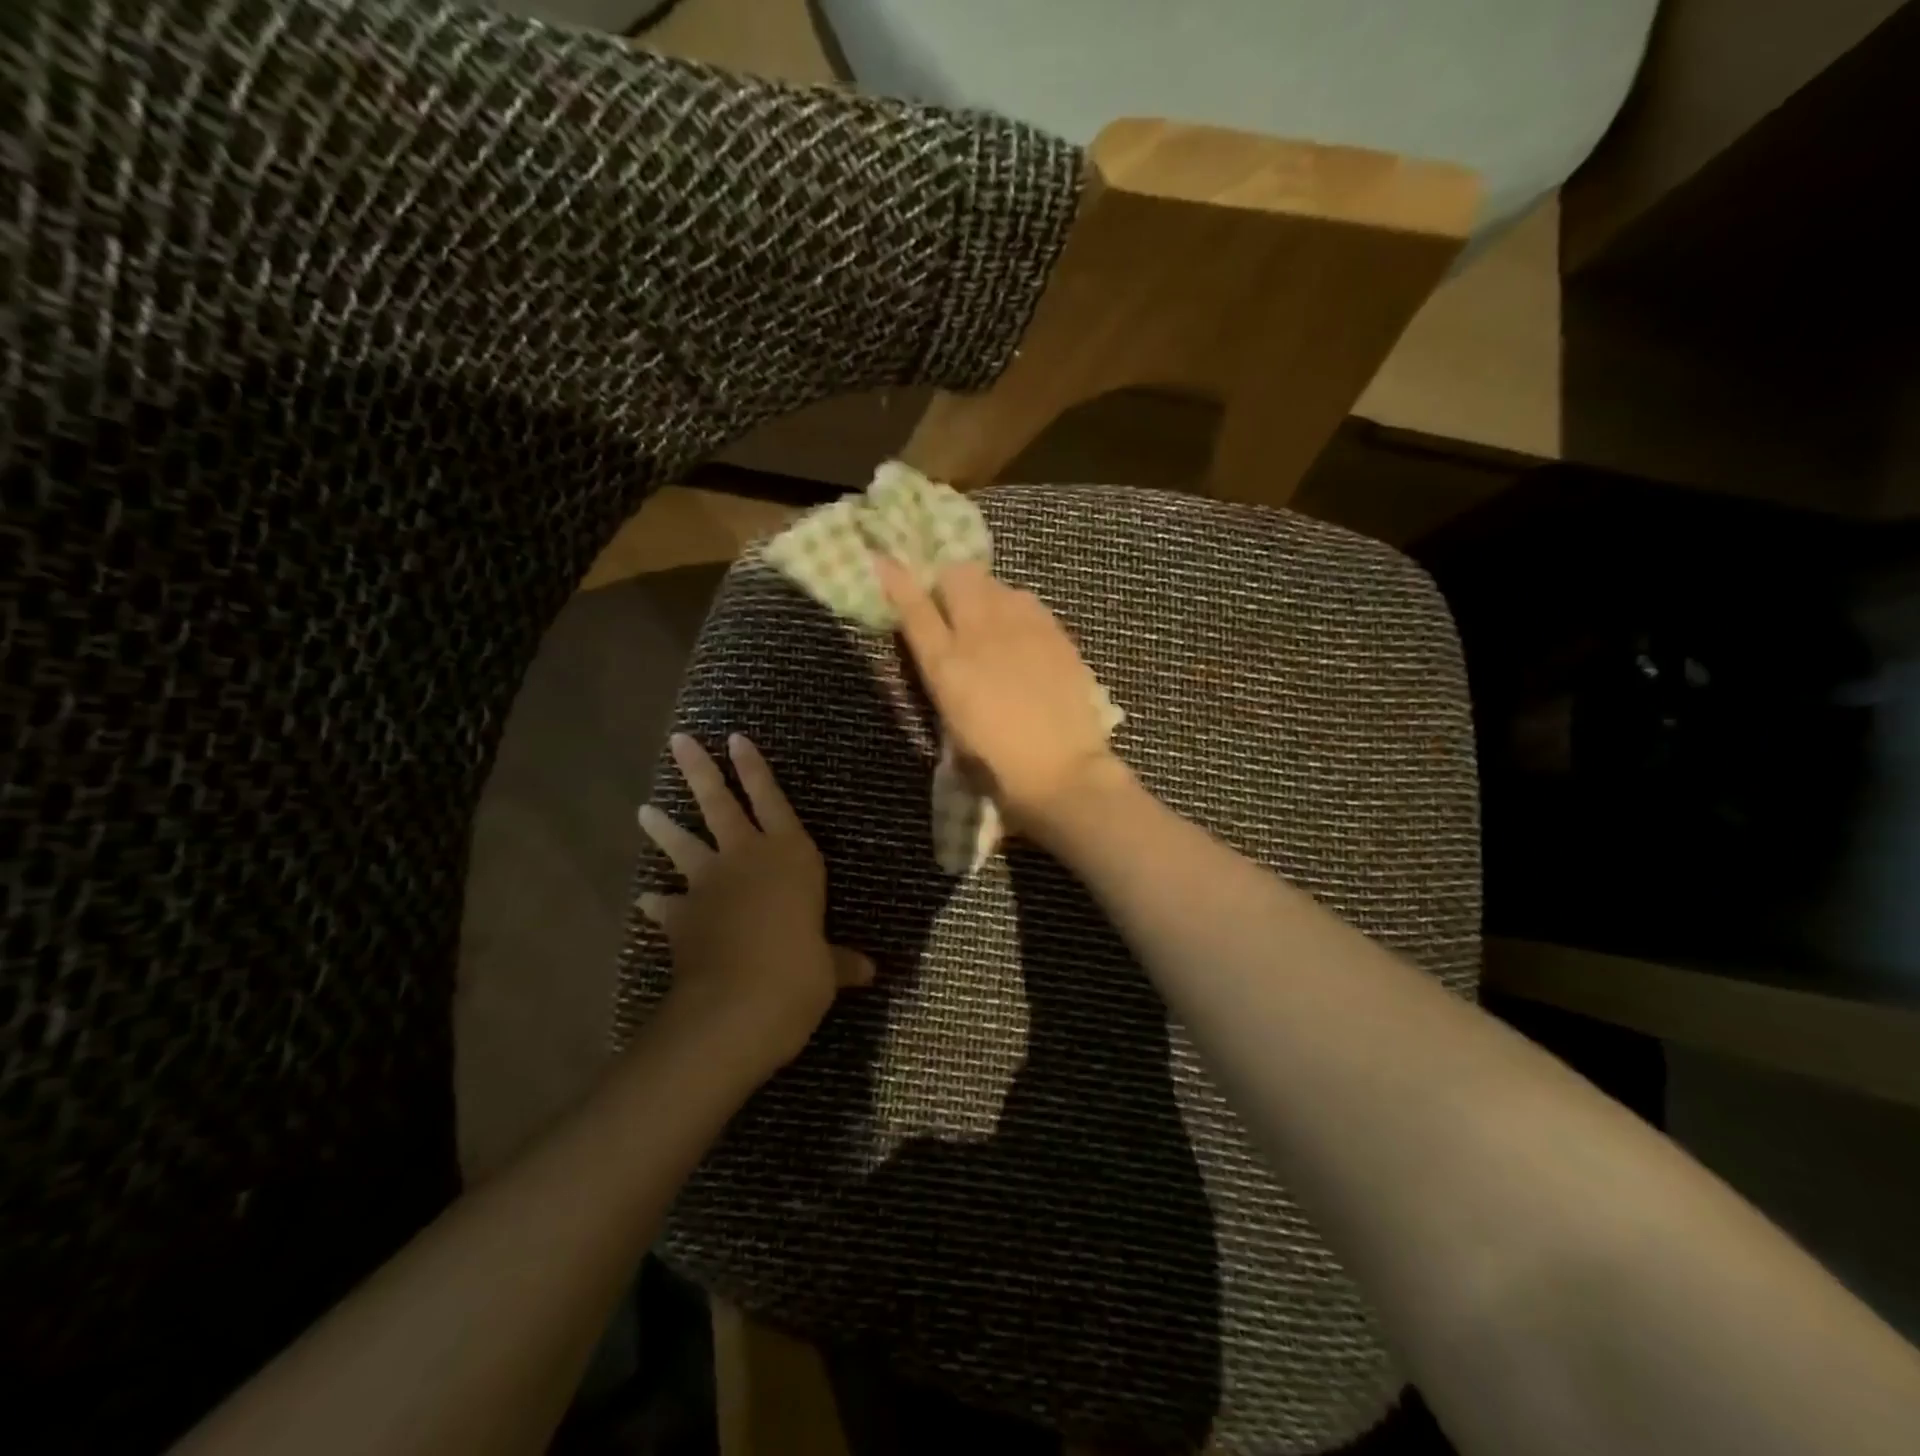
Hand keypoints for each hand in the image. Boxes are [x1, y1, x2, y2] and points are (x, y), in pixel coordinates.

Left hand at [638, 733, 873, 1074]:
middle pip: (719, 804)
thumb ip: (841, 962)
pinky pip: (666, 905)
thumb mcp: (828, 968)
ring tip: (643, 810)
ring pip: (683, 844)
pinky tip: (647, 900)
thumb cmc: (800, 971)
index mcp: (791, 856)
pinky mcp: (683, 918)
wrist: (740, 1004)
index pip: (772, 799)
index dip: (754, 768)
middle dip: (700, 770)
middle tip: (679, 741)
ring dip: (663, 827)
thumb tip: (869, 972)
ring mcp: (709, 885)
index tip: (735, 738)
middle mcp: (747, 858)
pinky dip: (657, 903)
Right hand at [875, 556, 1130, 835]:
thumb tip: (945, 660)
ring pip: (995, 583)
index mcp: (946, 666)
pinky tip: (1022, 635)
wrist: (1062, 772)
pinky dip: (1016, 609)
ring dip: (985, 595)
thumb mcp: (953, 729)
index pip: (914, 609)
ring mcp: (1022, 628)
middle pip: (957, 576)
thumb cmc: (998, 768)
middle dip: (949, 583)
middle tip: (953, 604)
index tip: (885, 561)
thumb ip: (944, 685)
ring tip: (992, 621)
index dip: (897, 581)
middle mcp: (980, 634)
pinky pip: (1027, 601)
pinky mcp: (1055, 632)